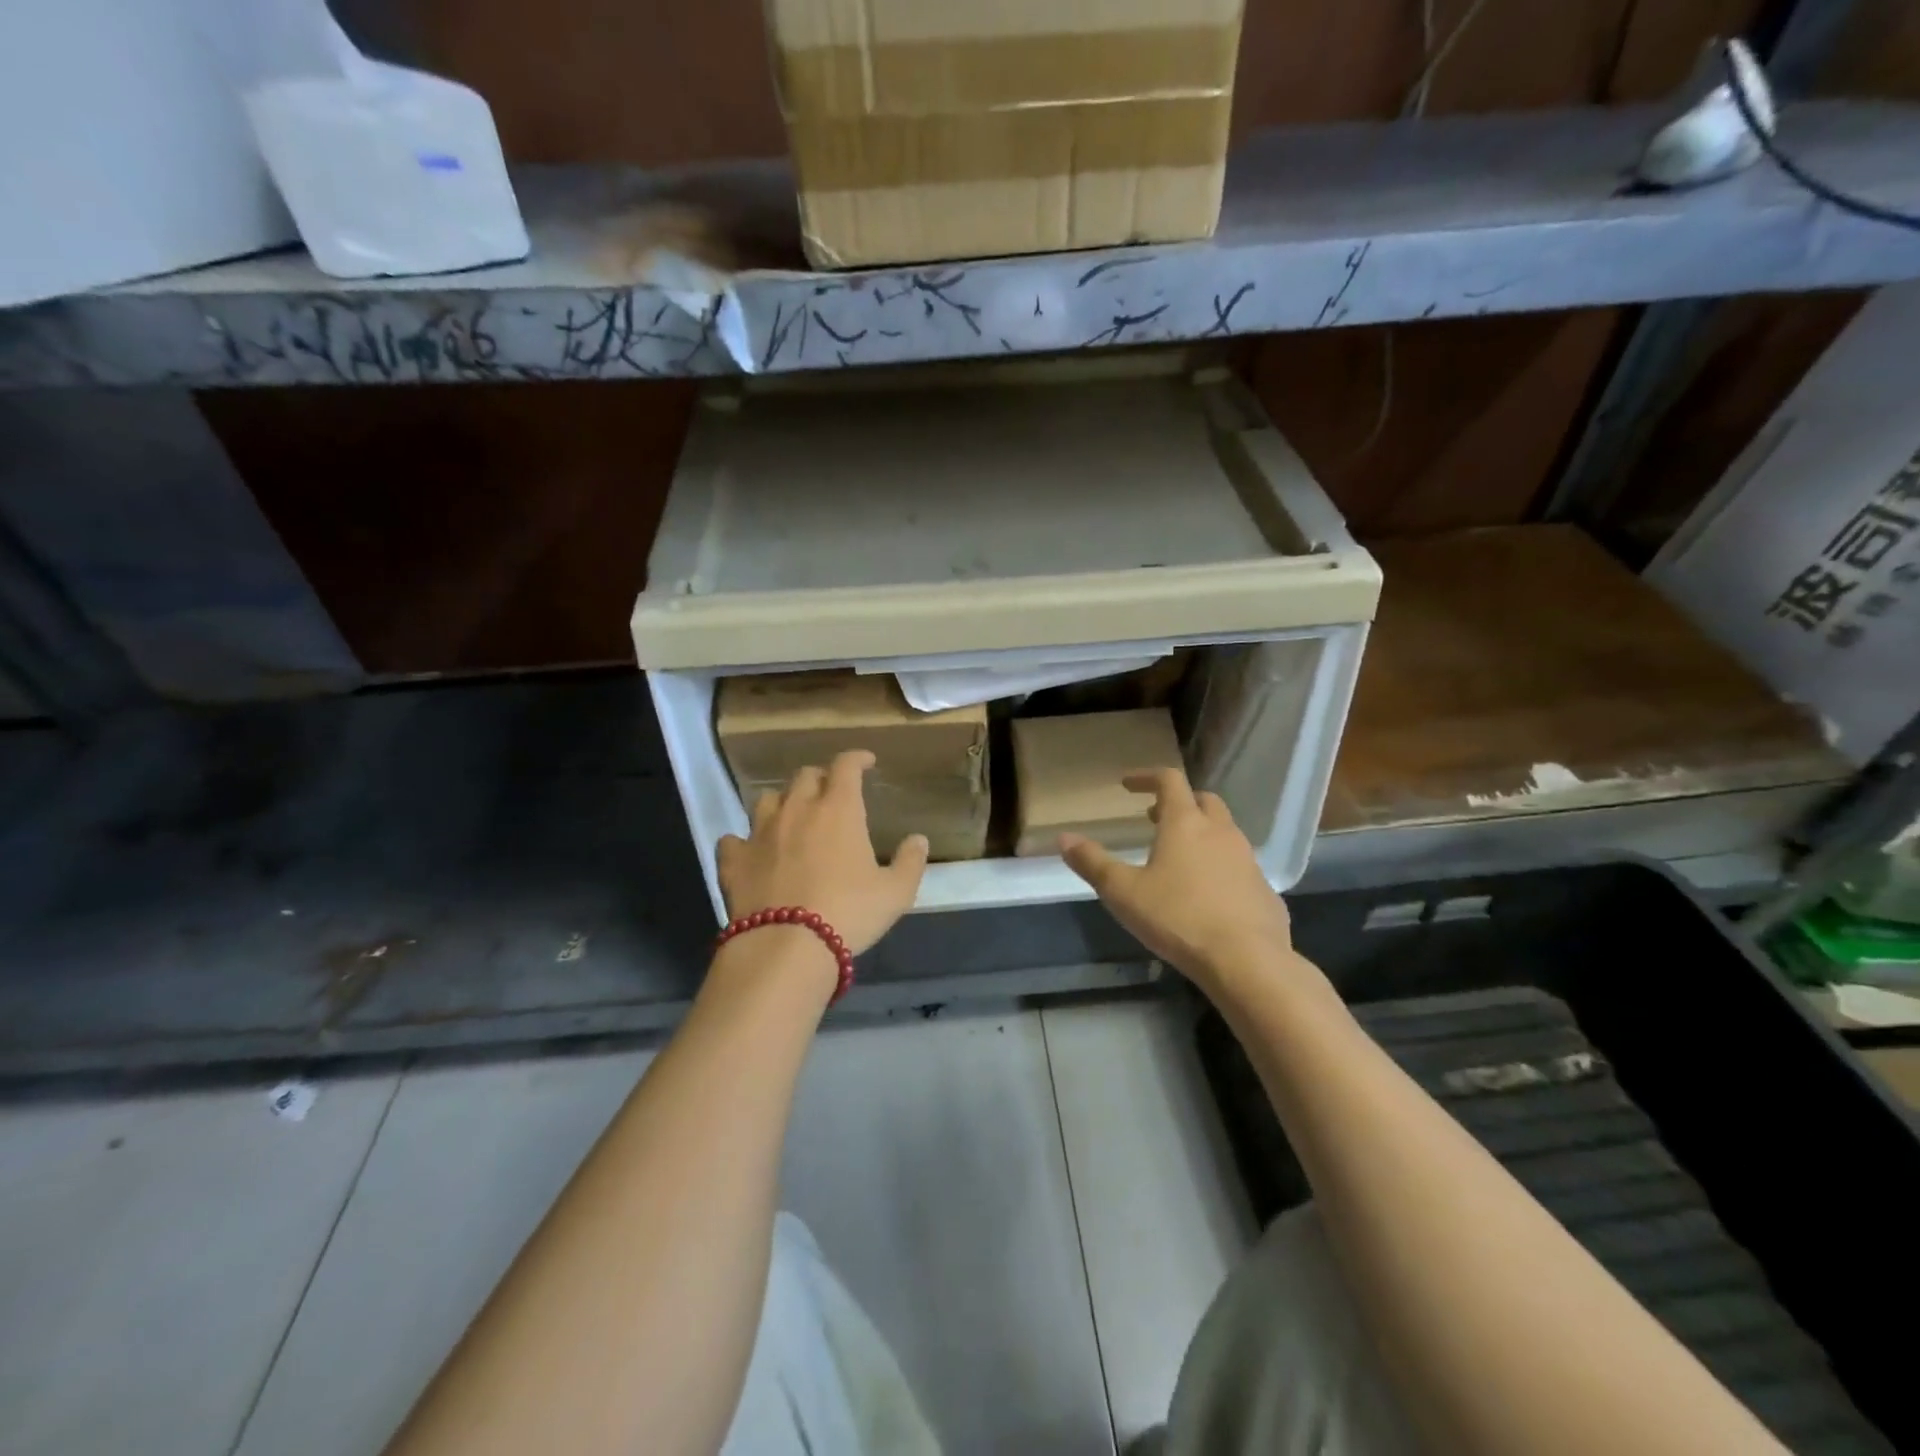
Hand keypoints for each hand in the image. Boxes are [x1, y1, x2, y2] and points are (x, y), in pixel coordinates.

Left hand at [716, 750, 928, 955]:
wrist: (786, 947)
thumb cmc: (849, 913)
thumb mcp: (895, 893)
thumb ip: (910, 862)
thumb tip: (918, 840)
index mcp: (838, 809)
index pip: (845, 766)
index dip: (856, 758)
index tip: (866, 762)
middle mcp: (797, 809)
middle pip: (804, 776)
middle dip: (820, 778)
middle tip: (831, 794)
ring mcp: (760, 833)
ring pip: (767, 799)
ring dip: (783, 802)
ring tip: (792, 817)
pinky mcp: (734, 860)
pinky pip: (734, 839)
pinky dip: (744, 841)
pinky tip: (751, 852)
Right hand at [1060, 768, 1294, 993]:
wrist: (1247, 960)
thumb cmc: (1178, 917)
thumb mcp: (1123, 892)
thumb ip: (1092, 862)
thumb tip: (1063, 838)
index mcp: (1185, 823)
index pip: (1168, 780)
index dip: (1146, 777)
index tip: (1127, 785)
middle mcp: (1220, 832)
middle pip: (1203, 800)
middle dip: (1178, 803)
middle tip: (1154, 818)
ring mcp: (1247, 859)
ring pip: (1224, 832)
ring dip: (1200, 834)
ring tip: (1177, 858)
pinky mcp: (1263, 889)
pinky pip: (1238, 865)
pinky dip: (1219, 865)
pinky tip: (1205, 894)